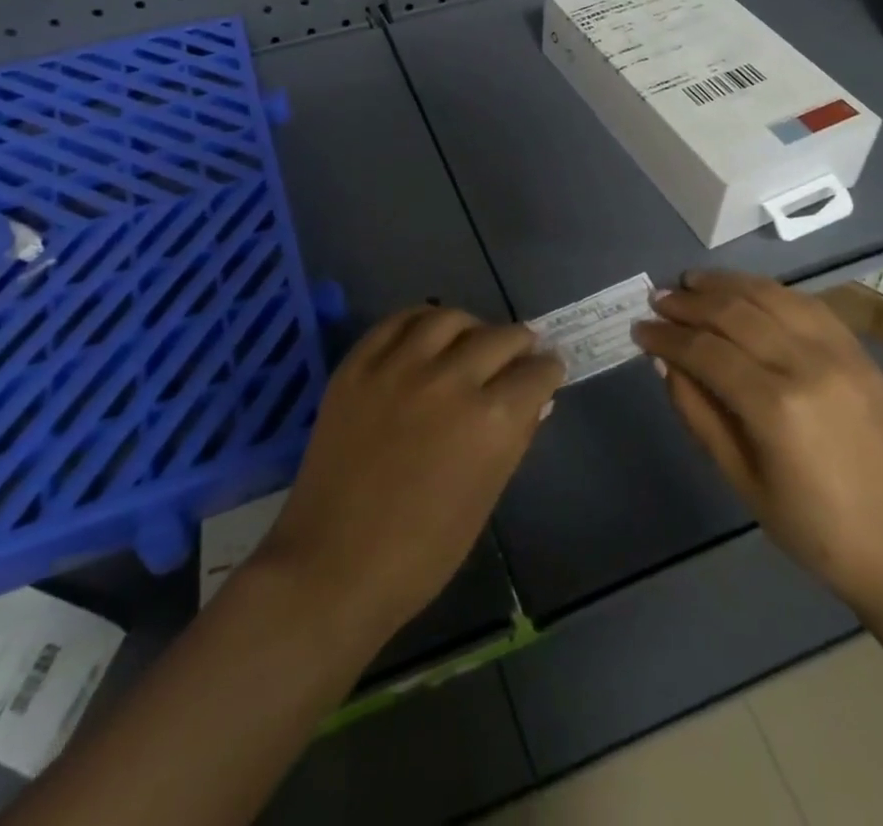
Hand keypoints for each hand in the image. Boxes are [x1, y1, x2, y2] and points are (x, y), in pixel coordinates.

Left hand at [255, 307, 563, 642]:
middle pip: (498, 337)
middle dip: (520, 342)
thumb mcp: (485, 497)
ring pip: (447, 318)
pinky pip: (395, 322)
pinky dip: (419, 320)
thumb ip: (514, 439)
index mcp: (490, 422)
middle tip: (519, 351)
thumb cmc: (422, 552)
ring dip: (470, 325)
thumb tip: (535, 401)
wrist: (334, 564)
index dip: (548, 370)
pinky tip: (427, 332)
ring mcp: (398, 368)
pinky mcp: (358, 366)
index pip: (536, 373)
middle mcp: (449, 381)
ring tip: (471, 338)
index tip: (548, 370)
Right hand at [634, 270, 882, 613]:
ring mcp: (839, 353)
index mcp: (775, 407)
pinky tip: (744, 291)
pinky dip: (768, 290)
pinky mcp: (860, 353)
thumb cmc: (811, 527)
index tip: (639, 329)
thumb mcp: (739, 478)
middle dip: (688, 303)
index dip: (666, 336)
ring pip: (770, 296)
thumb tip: (665, 362)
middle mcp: (807, 366)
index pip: (705, 350)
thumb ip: (697, 412)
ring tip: (692, 282)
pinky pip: (806, 304)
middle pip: (734, 313)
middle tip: (657, 300)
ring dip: (725, 284)